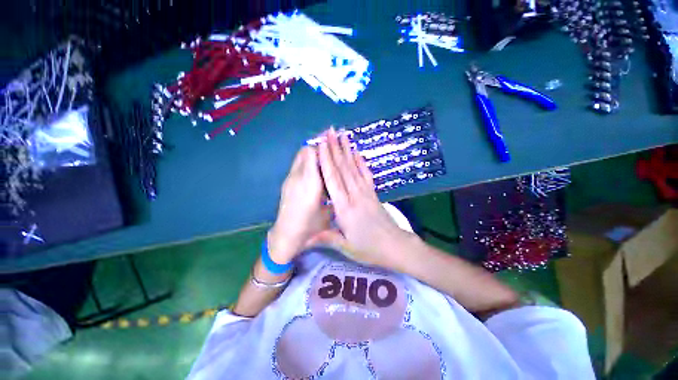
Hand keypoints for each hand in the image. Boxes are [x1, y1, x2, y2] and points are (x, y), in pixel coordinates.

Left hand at [269, 146, 329, 263]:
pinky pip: (297, 166)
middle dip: (318, 146)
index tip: (333, 141)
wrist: (286, 236)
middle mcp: (298, 178)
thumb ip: (333, 196)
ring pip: (300, 158)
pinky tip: (316, 170)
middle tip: (330, 145)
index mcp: (310, 184)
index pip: (312, 154)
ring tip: (324, 155)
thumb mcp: (328, 213)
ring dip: (312, 153)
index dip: (322, 146)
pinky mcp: (286, 183)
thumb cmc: (310, 227)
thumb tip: (339, 183)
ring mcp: (289, 180)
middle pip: (304, 152)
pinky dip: (307, 162)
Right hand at [312, 129, 413, 267]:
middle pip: (343, 168)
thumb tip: (308, 235)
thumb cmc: (369, 248)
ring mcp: (366, 192)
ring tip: (342, 135)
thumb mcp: (346, 247)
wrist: (396, 246)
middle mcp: (354, 195)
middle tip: (329, 131)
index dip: (326, 161)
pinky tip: (358, 152)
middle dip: (335, 148)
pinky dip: (361, 162)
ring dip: (347, 150)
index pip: (333, 179)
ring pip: (354, 168)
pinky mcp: (373, 193)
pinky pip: (366, 174)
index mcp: (344, 208)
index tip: (321, 145)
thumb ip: (327, 237)